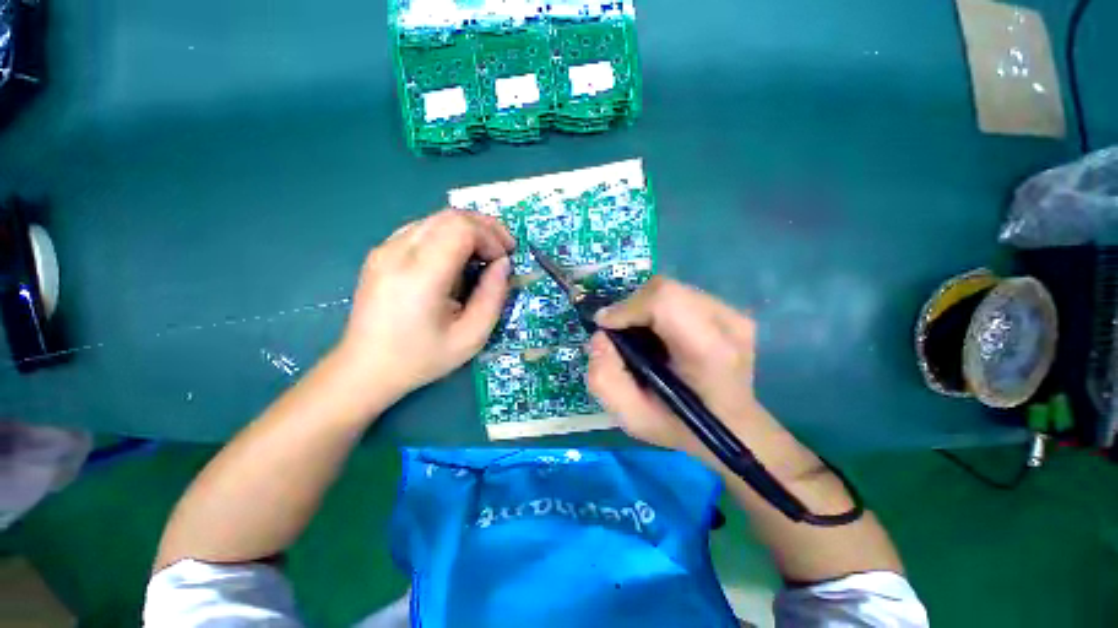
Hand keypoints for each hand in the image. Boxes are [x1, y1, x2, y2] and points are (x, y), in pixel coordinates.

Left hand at [335, 209, 514, 400]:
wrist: (365, 368)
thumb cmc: (421, 358)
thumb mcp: (471, 337)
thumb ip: (493, 297)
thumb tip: (503, 264)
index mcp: (420, 276)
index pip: (461, 228)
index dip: (490, 237)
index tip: (503, 260)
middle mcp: (397, 253)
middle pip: (450, 216)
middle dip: (485, 228)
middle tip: (503, 250)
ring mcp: (385, 249)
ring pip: (436, 219)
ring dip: (468, 230)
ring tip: (484, 254)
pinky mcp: (381, 252)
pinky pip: (422, 229)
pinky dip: (449, 235)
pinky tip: (457, 258)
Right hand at [587, 277, 766, 459]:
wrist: (732, 430)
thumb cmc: (682, 428)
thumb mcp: (631, 418)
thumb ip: (604, 378)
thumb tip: (601, 336)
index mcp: (709, 352)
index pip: (664, 301)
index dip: (627, 307)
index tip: (606, 327)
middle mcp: (728, 324)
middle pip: (665, 289)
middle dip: (632, 307)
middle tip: (620, 333)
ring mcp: (733, 315)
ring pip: (671, 289)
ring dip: (644, 307)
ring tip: (640, 335)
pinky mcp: (731, 312)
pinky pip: (682, 296)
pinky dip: (659, 309)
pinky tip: (660, 333)